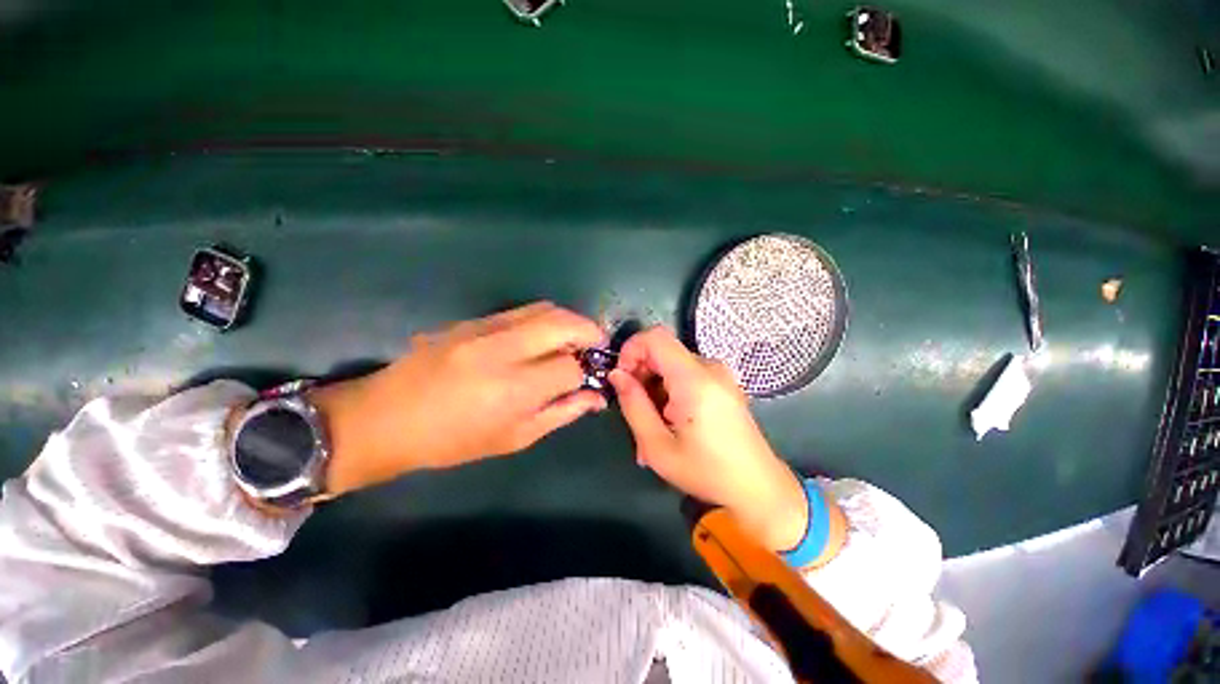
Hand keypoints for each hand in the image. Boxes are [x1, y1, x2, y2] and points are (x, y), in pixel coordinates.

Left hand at [312, 303, 606, 494]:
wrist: (386, 417)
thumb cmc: (453, 441)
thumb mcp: (514, 438)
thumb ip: (561, 413)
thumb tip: (596, 397)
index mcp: (513, 389)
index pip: (571, 366)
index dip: (587, 372)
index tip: (591, 378)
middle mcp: (502, 350)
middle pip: (563, 322)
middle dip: (589, 330)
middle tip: (595, 346)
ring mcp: (483, 328)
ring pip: (544, 308)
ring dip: (568, 321)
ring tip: (571, 340)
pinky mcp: (471, 319)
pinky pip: (521, 311)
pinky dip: (543, 320)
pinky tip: (541, 338)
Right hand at [609, 327, 840, 555]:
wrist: (758, 488)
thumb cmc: (706, 471)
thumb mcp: (657, 445)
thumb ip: (633, 404)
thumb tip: (617, 375)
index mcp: (694, 379)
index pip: (655, 337)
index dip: (631, 349)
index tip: (622, 378)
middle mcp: (710, 367)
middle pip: (663, 351)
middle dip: (641, 374)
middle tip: (634, 410)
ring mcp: (720, 374)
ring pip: (672, 364)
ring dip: (655, 387)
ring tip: (652, 425)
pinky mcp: (723, 383)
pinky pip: (686, 375)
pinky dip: (670, 391)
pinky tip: (670, 422)